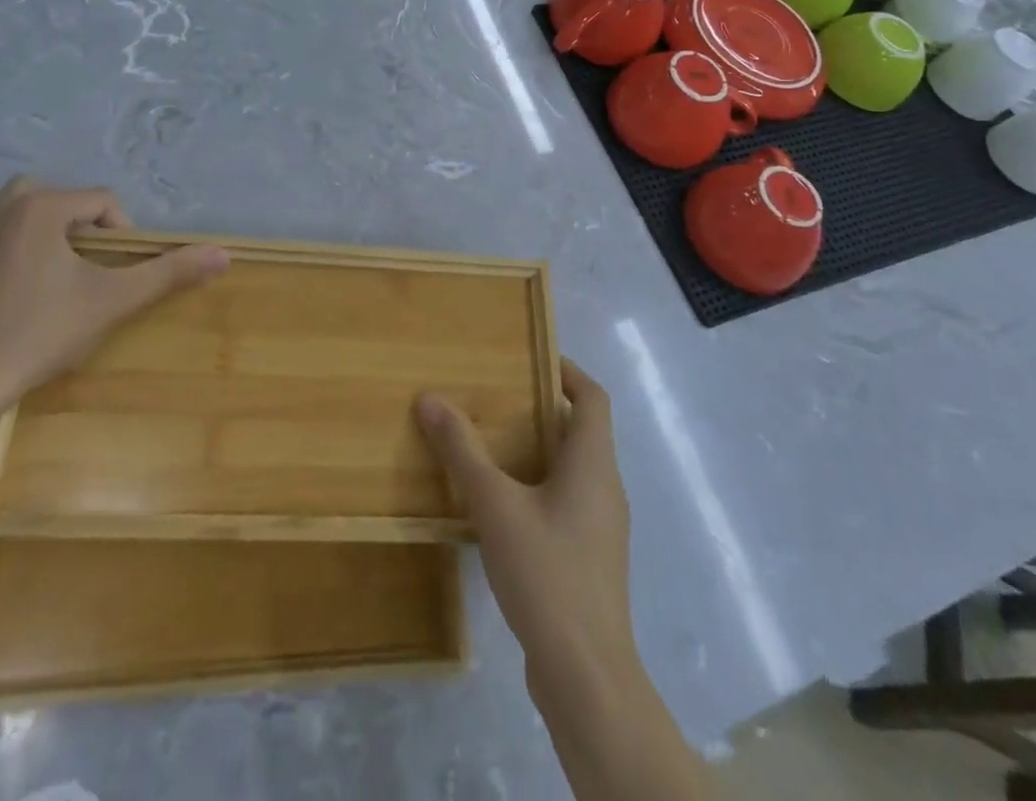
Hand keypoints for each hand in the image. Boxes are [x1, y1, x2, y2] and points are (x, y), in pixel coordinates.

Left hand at [0, 177, 228, 414]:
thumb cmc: (42, 331)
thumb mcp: (113, 300)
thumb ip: (169, 272)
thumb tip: (224, 254)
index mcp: (40, 209)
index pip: (101, 200)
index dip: (123, 232)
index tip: (120, 271)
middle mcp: (1, 211)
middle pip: (59, 196)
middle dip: (83, 223)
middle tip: (93, 263)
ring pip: (22, 212)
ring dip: (49, 230)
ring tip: (64, 272)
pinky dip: (19, 250)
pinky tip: (26, 293)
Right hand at [414, 360, 636, 701]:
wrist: (586, 676)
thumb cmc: (547, 574)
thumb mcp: (496, 505)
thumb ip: (463, 451)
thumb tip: (430, 398)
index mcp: (593, 464)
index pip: (593, 398)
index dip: (567, 371)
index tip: (531, 358)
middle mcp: (605, 488)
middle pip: (580, 431)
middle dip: (540, 409)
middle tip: (495, 397)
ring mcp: (600, 528)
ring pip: (571, 470)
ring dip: (536, 450)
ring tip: (490, 443)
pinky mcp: (588, 560)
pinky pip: (564, 503)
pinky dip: (537, 487)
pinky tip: (499, 505)